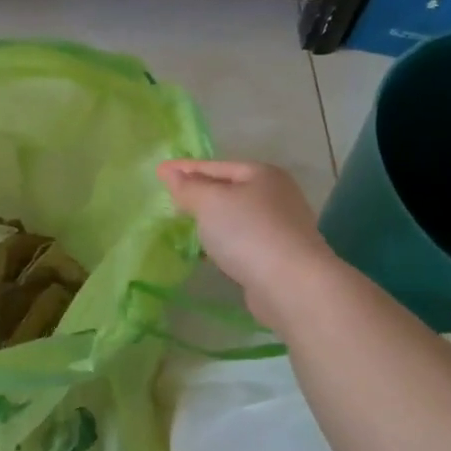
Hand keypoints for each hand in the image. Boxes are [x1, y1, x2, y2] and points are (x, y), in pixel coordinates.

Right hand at [157, 160, 341, 324]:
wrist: (292, 285)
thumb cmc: (248, 232)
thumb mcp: (210, 202)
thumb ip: (188, 187)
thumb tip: (170, 173)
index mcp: (262, 174)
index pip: (215, 166)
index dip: (185, 168)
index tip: (158, 171)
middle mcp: (276, 196)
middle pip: (228, 189)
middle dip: (199, 193)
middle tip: (170, 199)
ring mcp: (280, 227)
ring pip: (235, 217)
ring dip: (211, 220)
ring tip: (184, 225)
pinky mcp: (278, 256)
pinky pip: (241, 241)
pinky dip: (223, 242)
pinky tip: (207, 252)